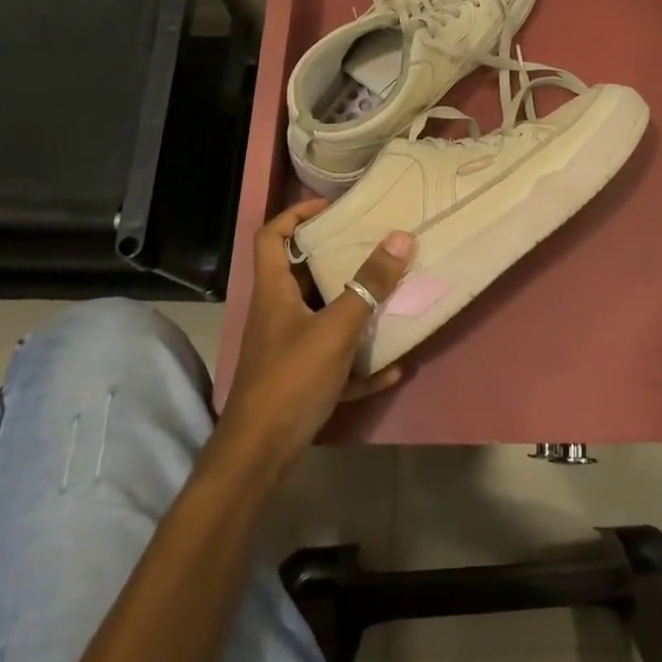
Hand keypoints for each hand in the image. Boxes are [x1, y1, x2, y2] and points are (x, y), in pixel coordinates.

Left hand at [215, 199, 412, 473]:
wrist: (260, 454)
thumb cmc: (291, 378)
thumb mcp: (336, 328)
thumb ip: (369, 285)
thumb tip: (401, 236)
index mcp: (274, 291)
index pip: (271, 235)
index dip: (296, 214)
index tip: (333, 207)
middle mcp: (278, 314)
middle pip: (302, 274)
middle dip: (338, 259)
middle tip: (374, 247)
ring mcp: (288, 349)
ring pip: (324, 318)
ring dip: (356, 310)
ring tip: (392, 296)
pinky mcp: (301, 381)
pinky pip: (336, 362)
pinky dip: (362, 364)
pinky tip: (394, 368)